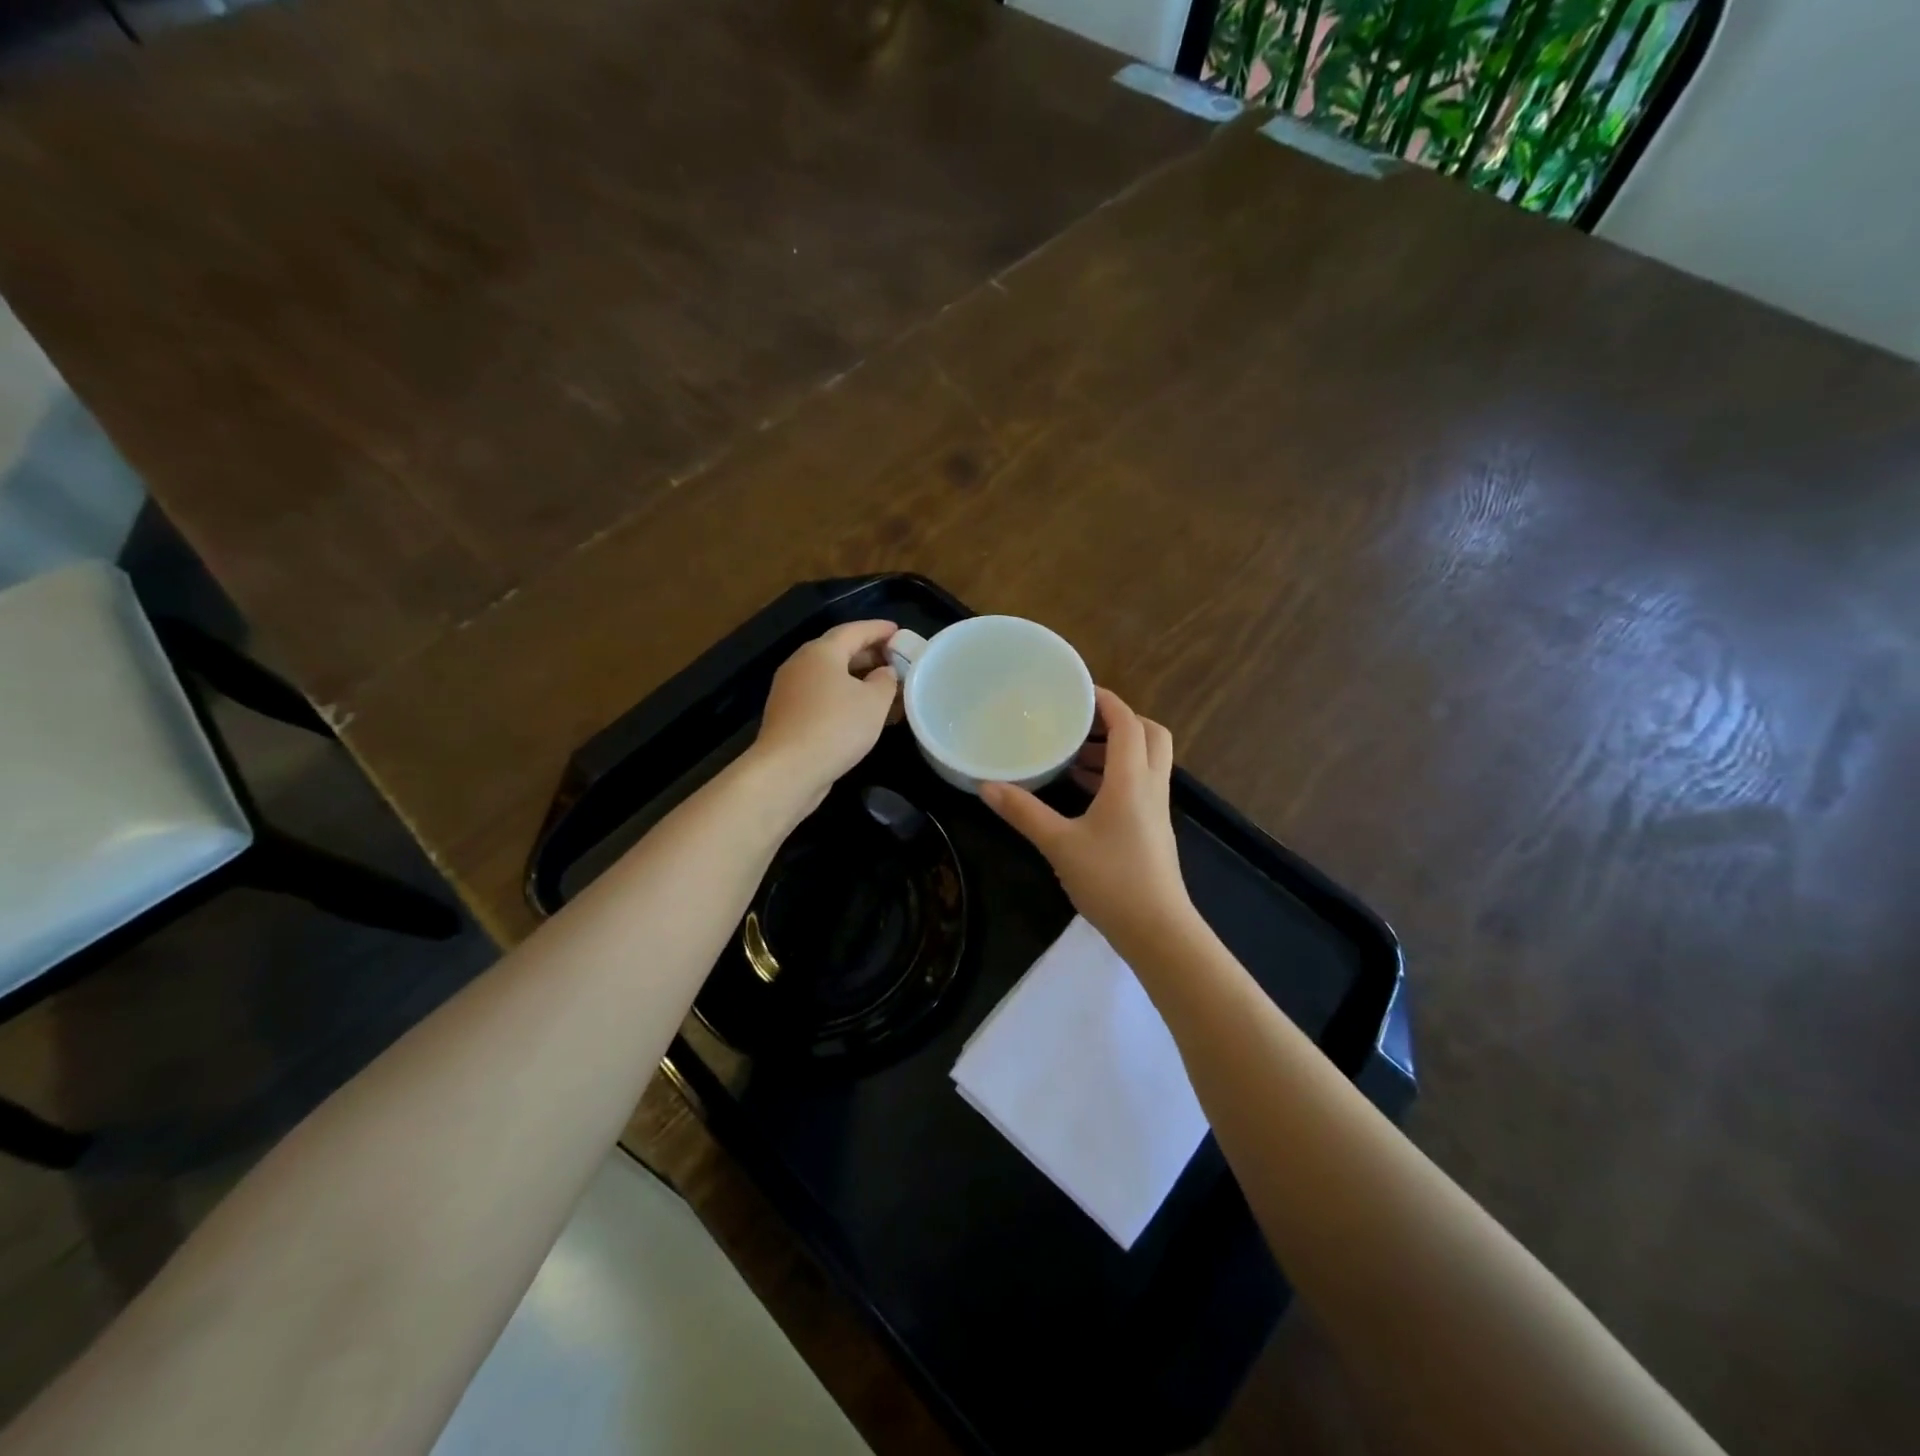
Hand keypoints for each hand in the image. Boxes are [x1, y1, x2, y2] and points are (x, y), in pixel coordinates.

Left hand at [752, 620, 899, 810]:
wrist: (788, 769)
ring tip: (884, 688)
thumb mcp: (874, 702)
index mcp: (821, 652)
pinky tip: (861, 712)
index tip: (899, 631)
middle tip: (895, 660)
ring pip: (830, 675)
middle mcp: (801, 664)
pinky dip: (843, 696)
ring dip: (857, 678)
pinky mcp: (788, 715)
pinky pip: (822, 695)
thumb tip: (885, 672)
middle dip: (869, 654)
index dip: (879, 629)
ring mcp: (790, 690)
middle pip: (839, 651)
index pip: (854, 630)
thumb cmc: (836, 727)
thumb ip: (886, 681)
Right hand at [981, 688, 1196, 956]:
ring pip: (1147, 760)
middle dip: (1119, 720)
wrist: (1158, 930)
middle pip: (1149, 734)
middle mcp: (1151, 786)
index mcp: (1132, 779)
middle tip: (1081, 722)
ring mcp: (1156, 809)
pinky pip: (1141, 784)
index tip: (1078, 690)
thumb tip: (986, 786)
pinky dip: (1117, 775)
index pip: (1127, 723)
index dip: (1106, 700)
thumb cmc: (1111, 880)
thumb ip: (1023, 812)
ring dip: (1117, 749)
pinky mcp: (1154, 829)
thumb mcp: (1059, 844)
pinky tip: (1084, 792)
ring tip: (1074, 755)